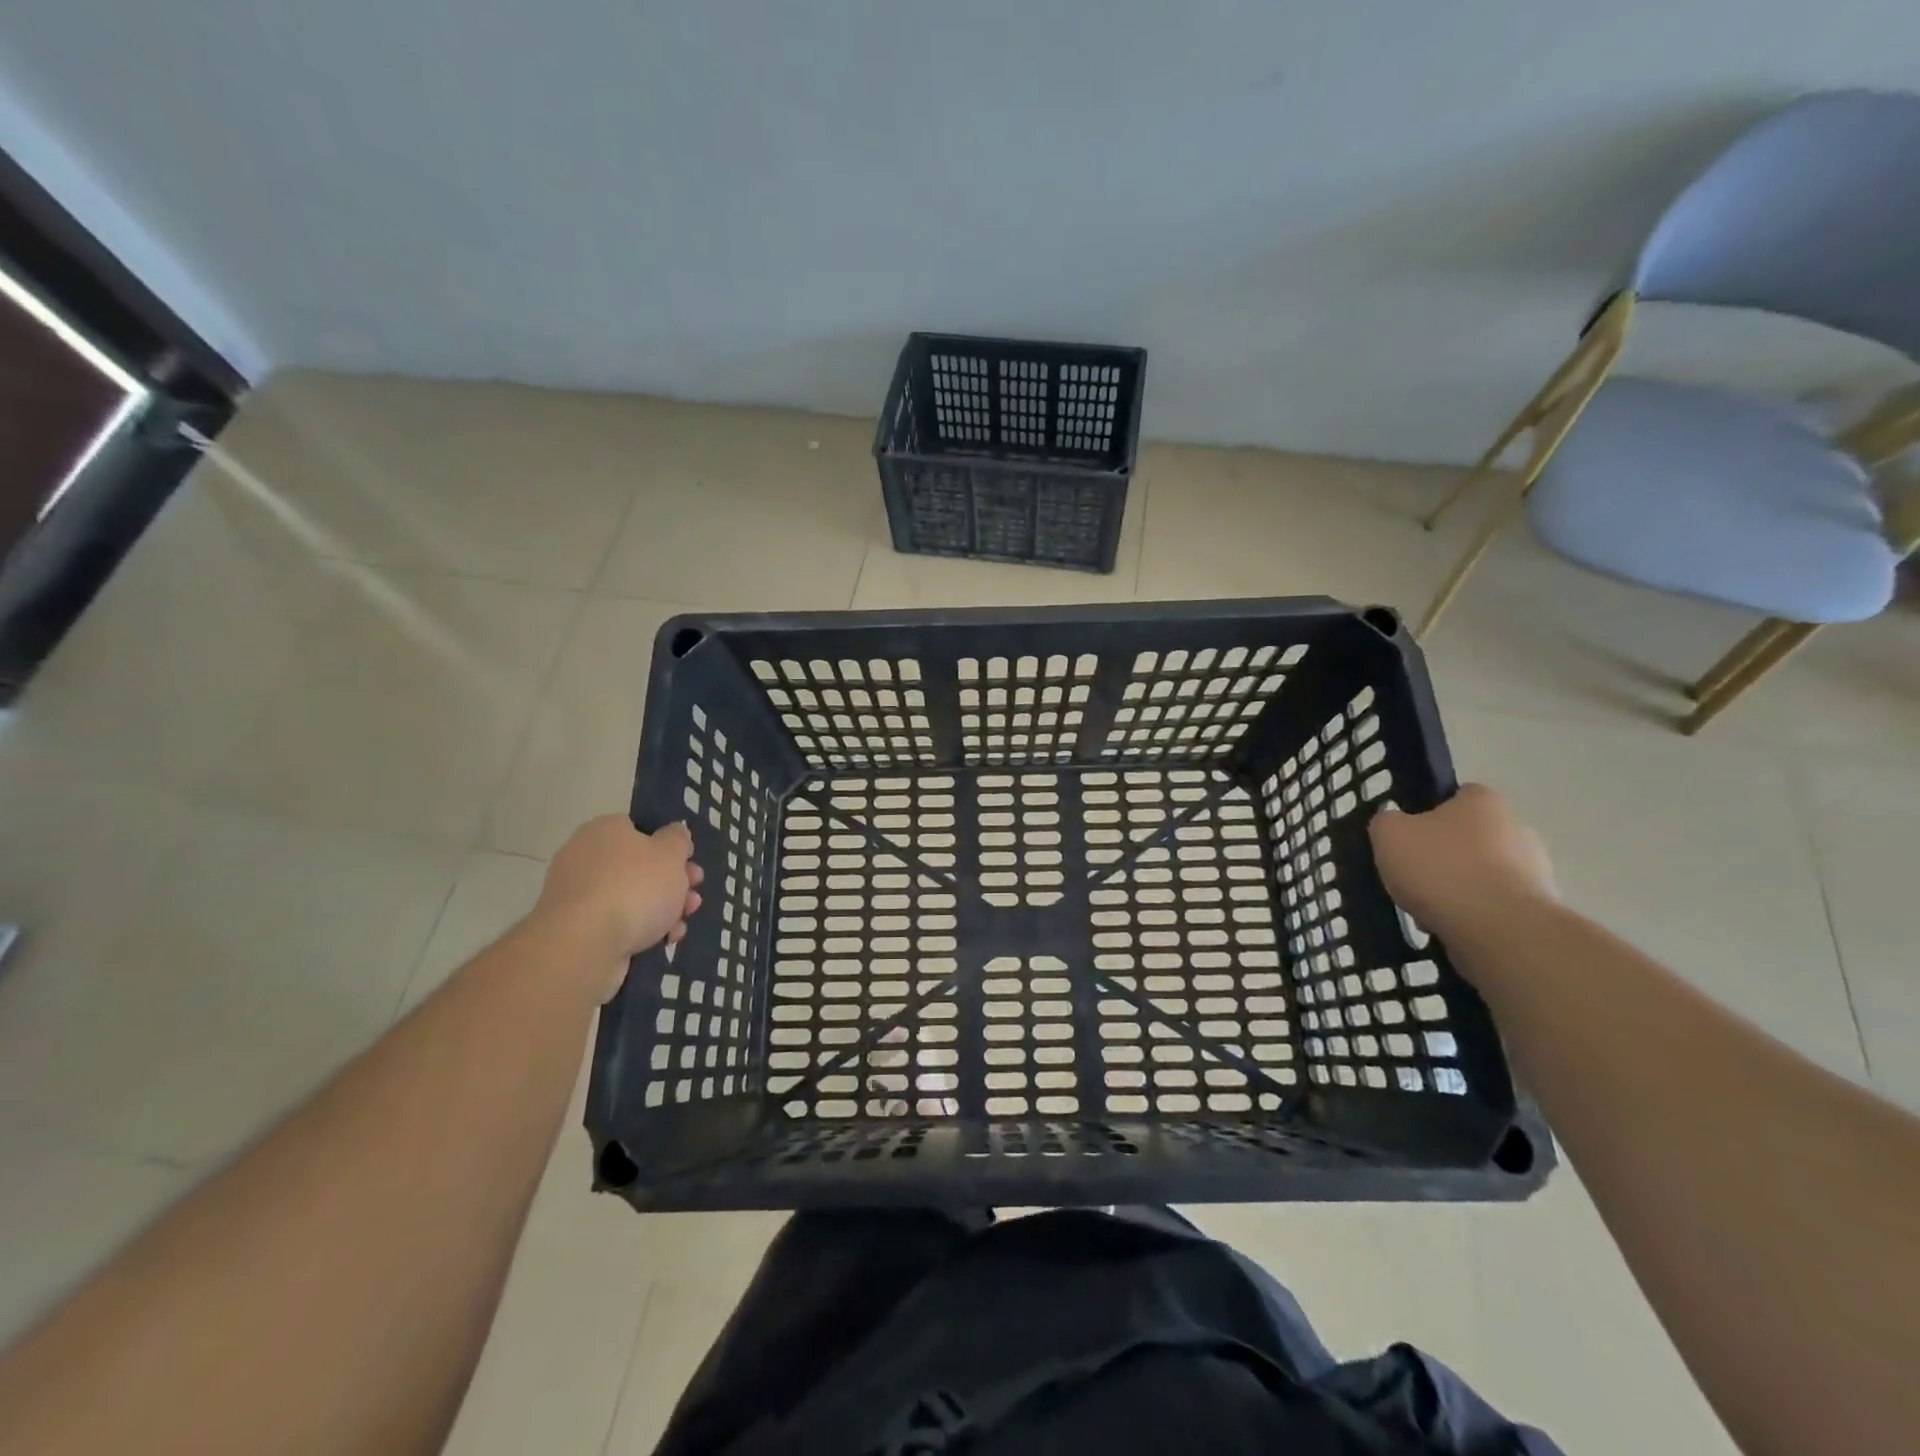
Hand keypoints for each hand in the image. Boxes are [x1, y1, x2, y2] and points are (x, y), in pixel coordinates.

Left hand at [531, 817, 702, 1000]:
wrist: (584, 946)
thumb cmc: (635, 888)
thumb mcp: (671, 854)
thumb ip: (678, 839)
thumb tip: (673, 833)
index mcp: (604, 830)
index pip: (640, 830)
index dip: (669, 846)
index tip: (688, 864)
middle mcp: (585, 858)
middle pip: (639, 867)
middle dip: (672, 883)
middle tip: (693, 896)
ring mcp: (578, 896)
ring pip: (632, 898)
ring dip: (663, 910)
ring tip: (682, 925)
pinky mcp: (576, 930)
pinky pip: (617, 923)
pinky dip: (641, 930)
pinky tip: (663, 941)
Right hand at [1368, 784, 1555, 950]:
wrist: (1498, 929)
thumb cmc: (1440, 868)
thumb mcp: (1389, 834)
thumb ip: (1387, 822)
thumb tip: (1396, 825)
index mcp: (1484, 801)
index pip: (1456, 796)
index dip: (1427, 813)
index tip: (1407, 837)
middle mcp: (1517, 827)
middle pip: (1469, 836)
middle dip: (1444, 854)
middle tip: (1413, 874)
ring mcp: (1535, 870)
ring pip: (1482, 873)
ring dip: (1459, 886)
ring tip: (1427, 908)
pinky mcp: (1538, 909)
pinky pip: (1494, 905)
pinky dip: (1473, 914)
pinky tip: (1451, 926)